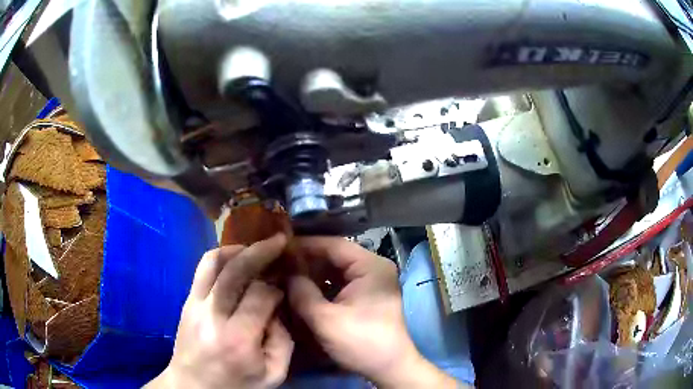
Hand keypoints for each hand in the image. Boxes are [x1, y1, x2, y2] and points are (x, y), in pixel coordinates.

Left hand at [146, 234, 292, 388]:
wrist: (192, 386)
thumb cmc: (236, 386)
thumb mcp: (272, 375)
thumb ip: (283, 341)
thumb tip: (277, 308)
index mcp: (238, 338)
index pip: (261, 295)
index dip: (277, 287)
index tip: (284, 288)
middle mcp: (213, 315)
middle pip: (236, 270)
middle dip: (261, 251)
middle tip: (278, 241)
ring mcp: (195, 304)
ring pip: (213, 261)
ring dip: (236, 249)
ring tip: (254, 248)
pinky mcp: (187, 301)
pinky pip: (202, 269)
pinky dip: (221, 257)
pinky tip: (235, 260)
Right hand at [288, 237, 457, 387]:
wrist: (389, 367)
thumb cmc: (361, 342)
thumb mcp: (325, 319)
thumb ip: (301, 292)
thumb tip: (284, 272)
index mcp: (370, 266)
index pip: (333, 245)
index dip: (304, 245)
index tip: (278, 249)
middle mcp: (373, 268)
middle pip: (334, 256)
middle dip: (306, 261)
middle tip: (278, 265)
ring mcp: (371, 282)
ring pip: (335, 270)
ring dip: (312, 273)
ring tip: (285, 276)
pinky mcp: (366, 295)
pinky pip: (340, 283)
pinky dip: (321, 285)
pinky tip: (302, 290)